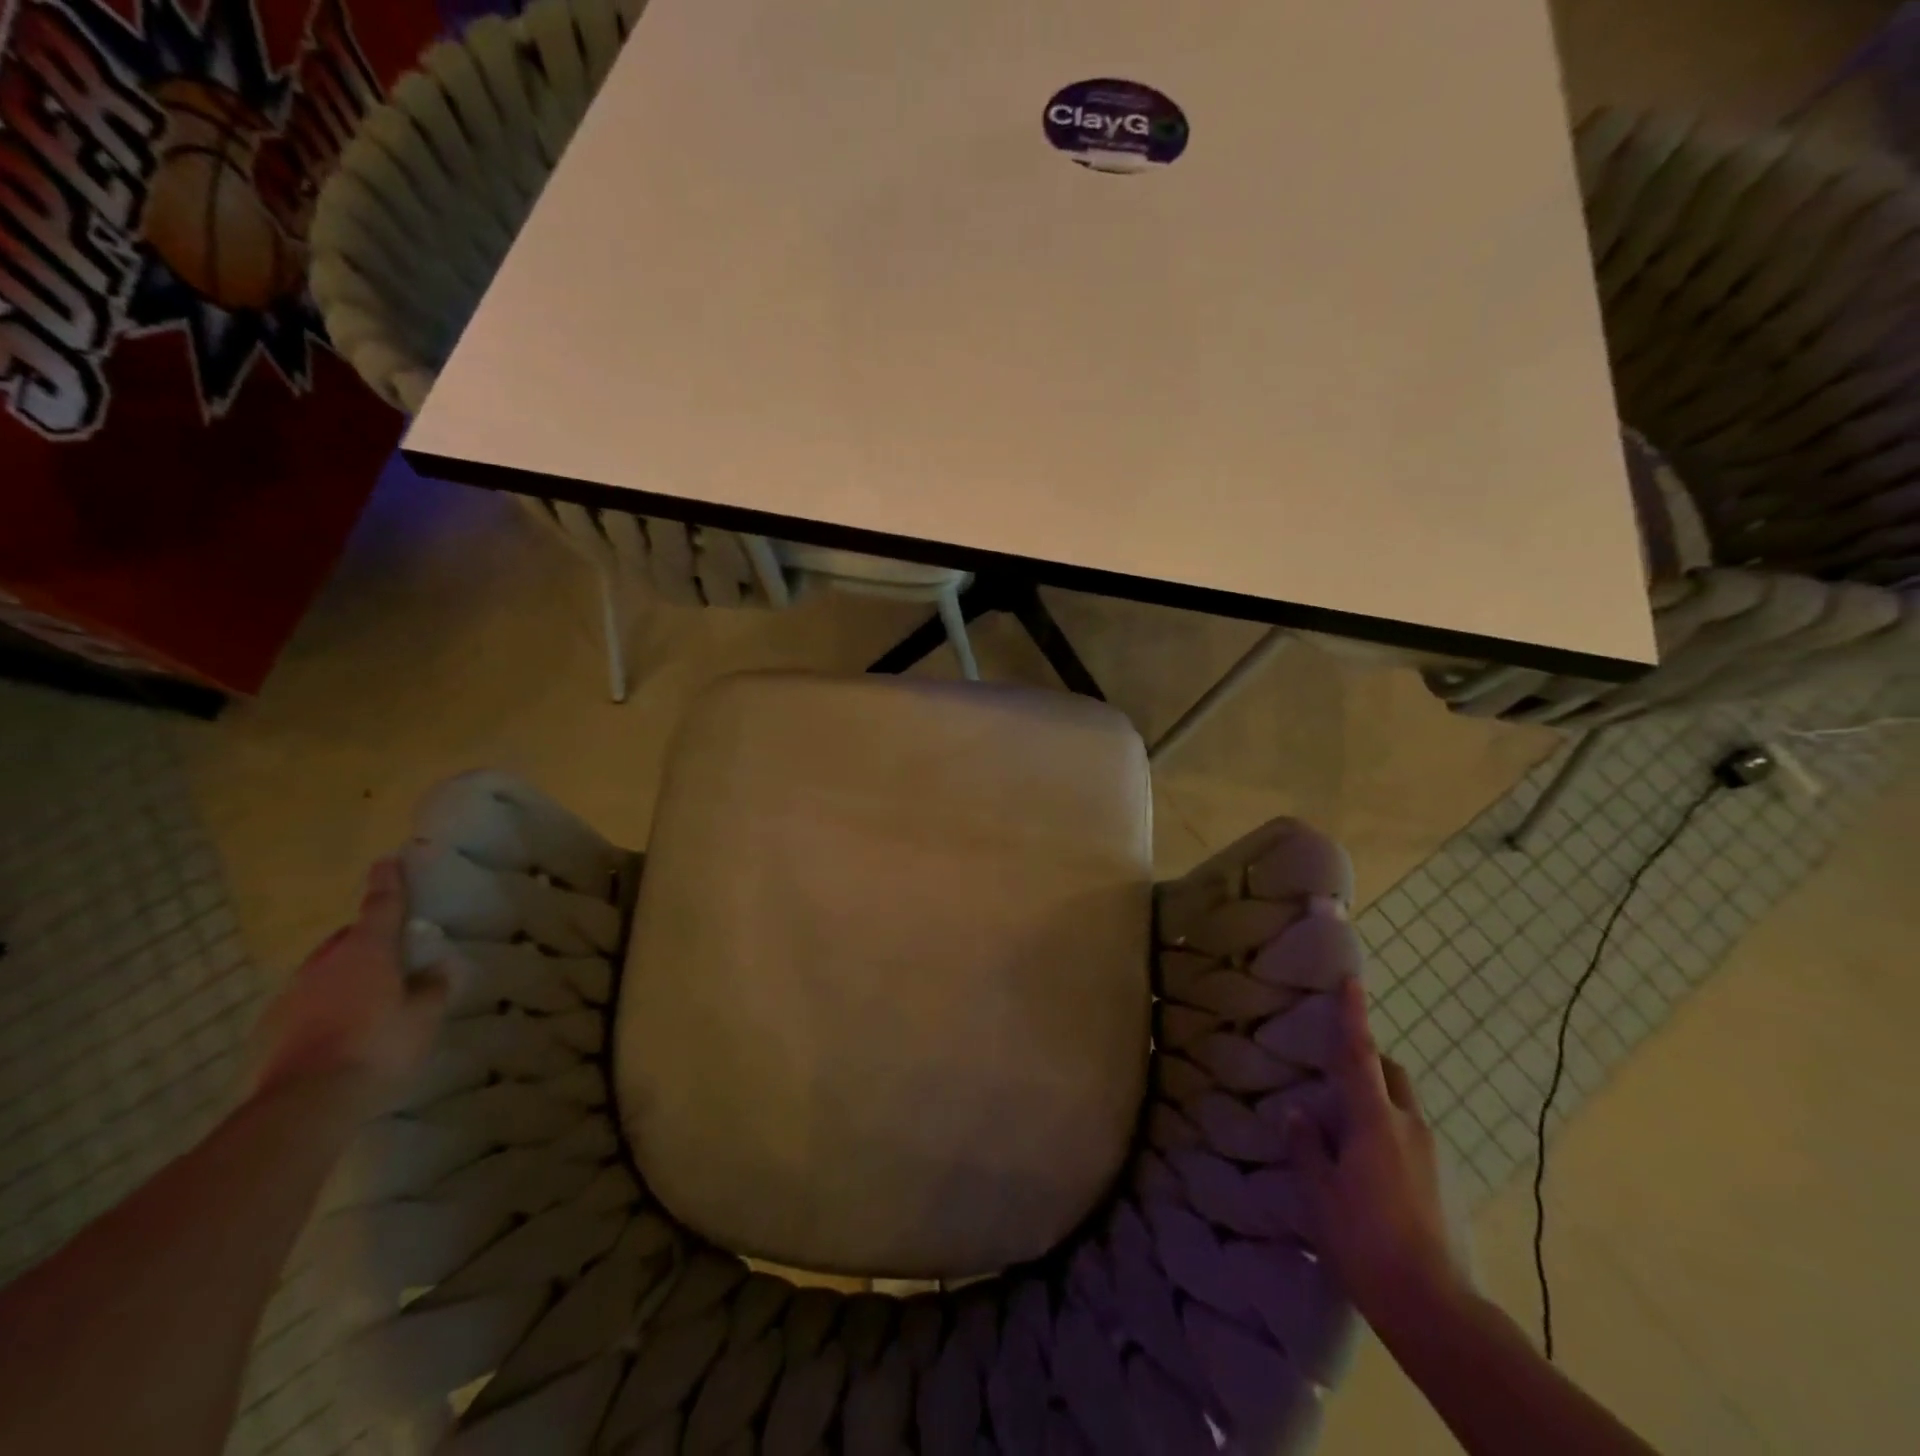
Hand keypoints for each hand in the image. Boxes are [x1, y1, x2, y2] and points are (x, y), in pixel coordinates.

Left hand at [251, 858, 449, 1104]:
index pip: (381, 905)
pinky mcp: (272, 1027)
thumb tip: (434, 970)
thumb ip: (431, 988)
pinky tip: (341, 1028)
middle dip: (367, 938)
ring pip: (325, 970)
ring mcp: (293, 994)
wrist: (305, 1103)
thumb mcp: (424, 1016)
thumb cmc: (378, 1046)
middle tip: (391, 953)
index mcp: (367, 951)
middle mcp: (326, 962)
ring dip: (345, 973)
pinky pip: (307, 1002)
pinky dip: (325, 1004)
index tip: (387, 860)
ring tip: (368, 996)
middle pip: (348, 938)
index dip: (388, 882)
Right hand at [1286, 977, 1467, 1329]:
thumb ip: (1308, 1146)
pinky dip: (1389, 1133)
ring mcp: (1432, 1155)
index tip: (1352, 980)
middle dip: (1370, 1062)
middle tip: (1337, 1073)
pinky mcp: (1443, 1182)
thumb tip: (1298, 1113)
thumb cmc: (1365, 1242)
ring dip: (1378, 1101)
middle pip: (1392, 1075)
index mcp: (1375, 1121)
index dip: (1354, 1016)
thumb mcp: (1320, 1193)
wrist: (1434, 1309)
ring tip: (1347, 1129)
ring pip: (1403, 1107)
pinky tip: (1369, 1168)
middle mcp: (1409, 1127)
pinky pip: (1410, 1137)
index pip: (1360, 1056)